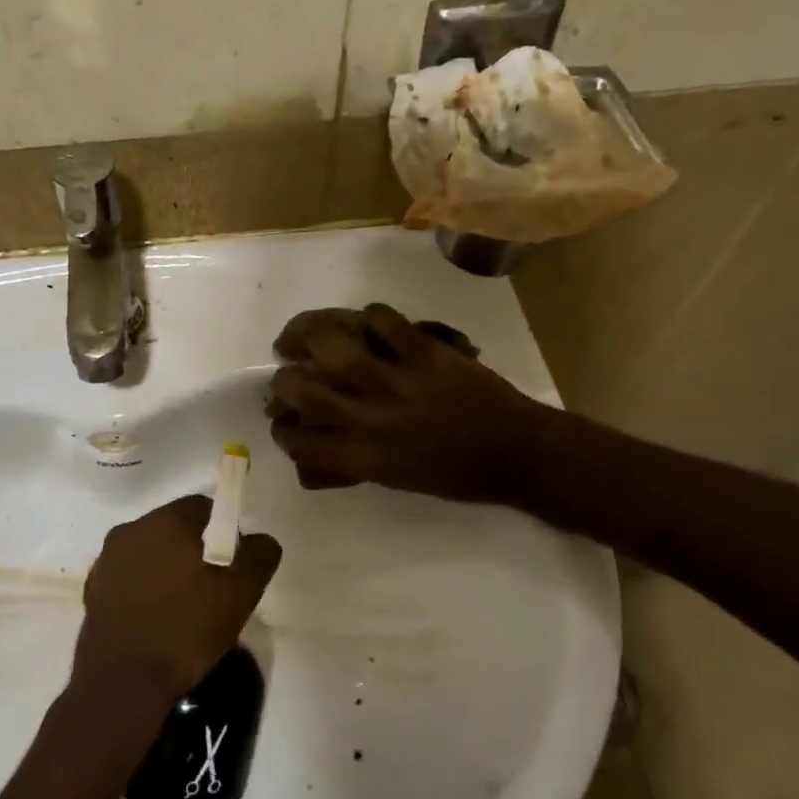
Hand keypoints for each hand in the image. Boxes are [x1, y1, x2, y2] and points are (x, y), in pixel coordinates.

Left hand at [74, 495, 280, 706]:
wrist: (122, 683)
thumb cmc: (185, 629)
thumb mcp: (240, 593)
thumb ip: (259, 555)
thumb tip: (260, 539)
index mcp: (164, 520)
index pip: (203, 507)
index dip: (224, 532)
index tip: (232, 567)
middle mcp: (130, 530)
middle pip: (174, 529)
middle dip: (196, 552)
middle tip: (213, 592)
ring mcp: (107, 561)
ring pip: (151, 554)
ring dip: (168, 572)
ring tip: (185, 613)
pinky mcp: (93, 591)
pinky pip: (130, 580)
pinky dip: (145, 592)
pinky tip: (157, 625)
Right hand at [267, 303, 553, 503]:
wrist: (518, 452)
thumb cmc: (455, 475)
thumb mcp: (395, 481)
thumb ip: (349, 463)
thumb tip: (310, 453)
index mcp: (366, 457)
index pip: (299, 440)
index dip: (280, 429)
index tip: (281, 419)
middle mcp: (373, 418)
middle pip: (303, 388)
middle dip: (283, 380)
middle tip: (288, 373)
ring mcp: (399, 379)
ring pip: (333, 346)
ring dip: (310, 337)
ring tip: (306, 336)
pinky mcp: (426, 351)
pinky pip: (382, 320)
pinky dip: (367, 317)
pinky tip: (365, 324)